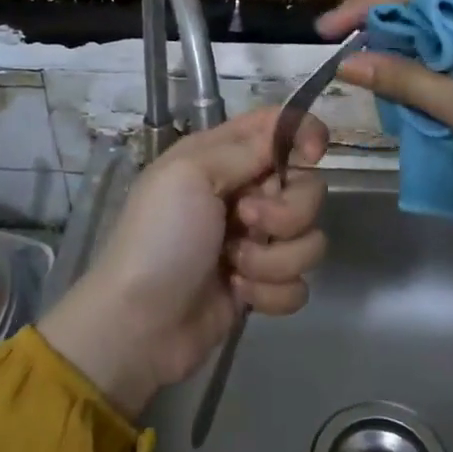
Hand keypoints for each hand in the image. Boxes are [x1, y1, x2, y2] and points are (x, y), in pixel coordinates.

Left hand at [38, 107, 328, 417]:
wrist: (139, 324)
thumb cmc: (160, 238)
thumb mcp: (190, 174)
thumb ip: (245, 148)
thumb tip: (290, 134)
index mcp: (223, 157)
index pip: (278, 127)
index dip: (304, 133)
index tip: (313, 155)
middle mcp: (245, 193)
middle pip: (307, 186)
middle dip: (287, 210)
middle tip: (246, 220)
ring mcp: (255, 241)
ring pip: (308, 239)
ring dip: (274, 257)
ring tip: (234, 266)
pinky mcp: (262, 284)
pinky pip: (298, 283)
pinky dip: (270, 292)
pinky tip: (237, 294)